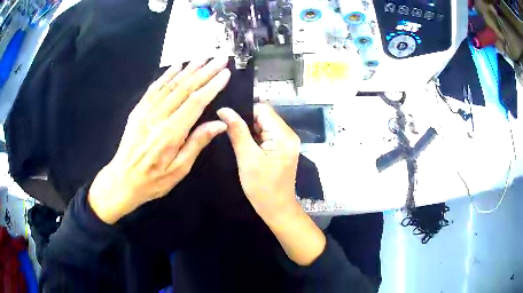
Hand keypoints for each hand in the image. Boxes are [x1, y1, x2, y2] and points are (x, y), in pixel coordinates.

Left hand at [88, 57, 230, 223]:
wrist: (122, 180)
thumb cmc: (153, 180)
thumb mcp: (179, 169)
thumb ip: (197, 143)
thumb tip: (219, 124)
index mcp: (171, 132)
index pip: (196, 102)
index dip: (212, 86)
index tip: (225, 74)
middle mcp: (159, 116)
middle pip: (185, 88)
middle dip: (205, 71)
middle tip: (220, 59)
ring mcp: (146, 110)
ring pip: (171, 84)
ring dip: (188, 68)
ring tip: (203, 57)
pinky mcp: (138, 110)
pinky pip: (154, 88)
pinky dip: (166, 75)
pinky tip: (176, 66)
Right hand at [217, 104, 300, 220]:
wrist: (277, 209)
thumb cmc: (262, 188)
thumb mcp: (247, 159)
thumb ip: (237, 132)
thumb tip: (224, 110)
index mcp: (284, 135)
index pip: (263, 110)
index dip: (244, 113)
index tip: (228, 124)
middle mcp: (289, 135)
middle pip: (264, 116)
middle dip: (247, 123)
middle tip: (231, 136)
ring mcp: (287, 142)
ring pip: (264, 125)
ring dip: (250, 132)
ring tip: (238, 143)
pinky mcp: (283, 149)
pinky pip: (267, 135)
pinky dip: (255, 139)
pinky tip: (247, 149)